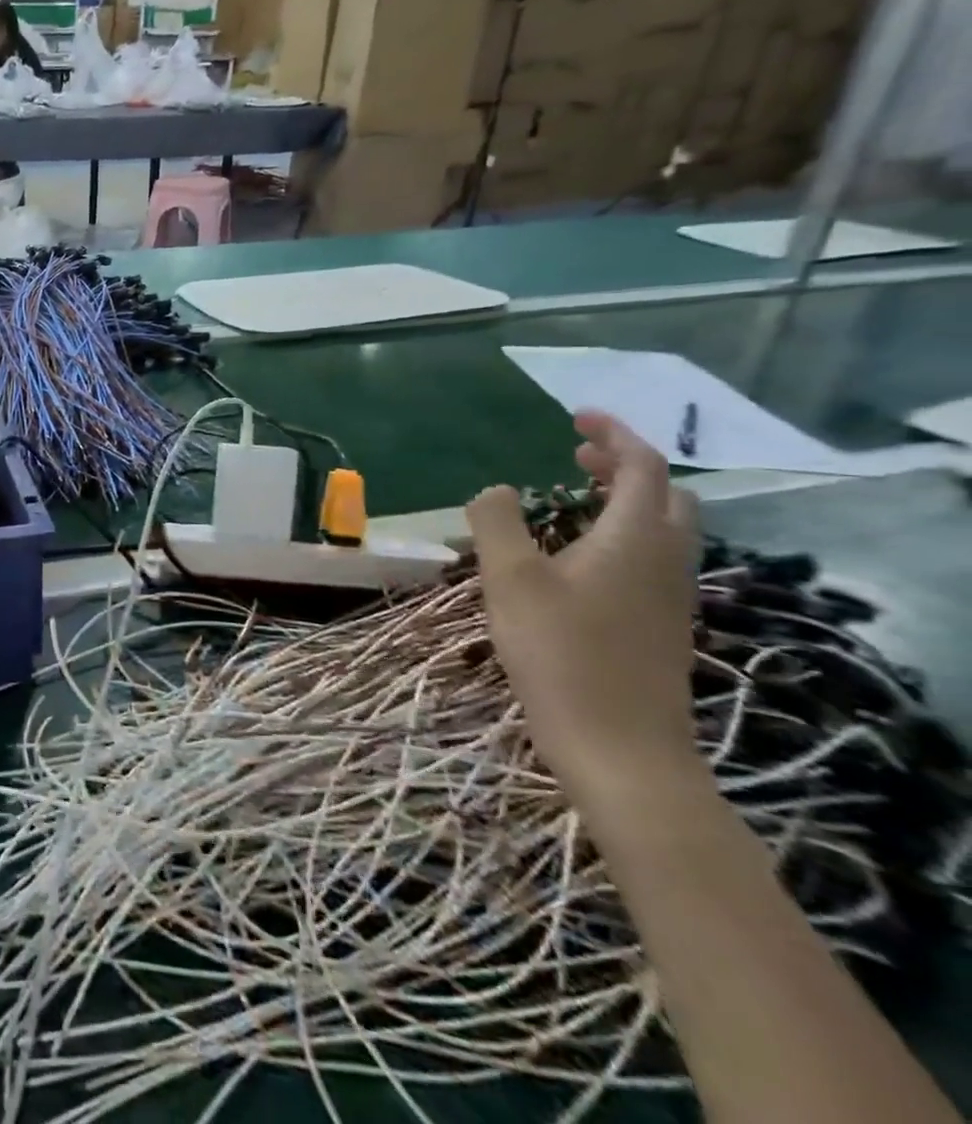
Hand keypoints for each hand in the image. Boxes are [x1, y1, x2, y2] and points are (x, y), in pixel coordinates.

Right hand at [466, 411, 701, 809]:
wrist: (621, 750)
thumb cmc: (561, 654)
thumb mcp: (509, 579)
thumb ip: (497, 523)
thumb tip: (496, 490)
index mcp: (636, 538)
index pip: (644, 466)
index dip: (614, 435)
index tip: (577, 416)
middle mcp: (666, 560)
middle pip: (666, 495)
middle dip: (626, 465)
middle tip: (577, 454)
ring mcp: (669, 597)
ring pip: (664, 528)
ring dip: (626, 500)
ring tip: (575, 498)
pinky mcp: (660, 627)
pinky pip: (652, 558)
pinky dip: (623, 534)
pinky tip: (580, 557)